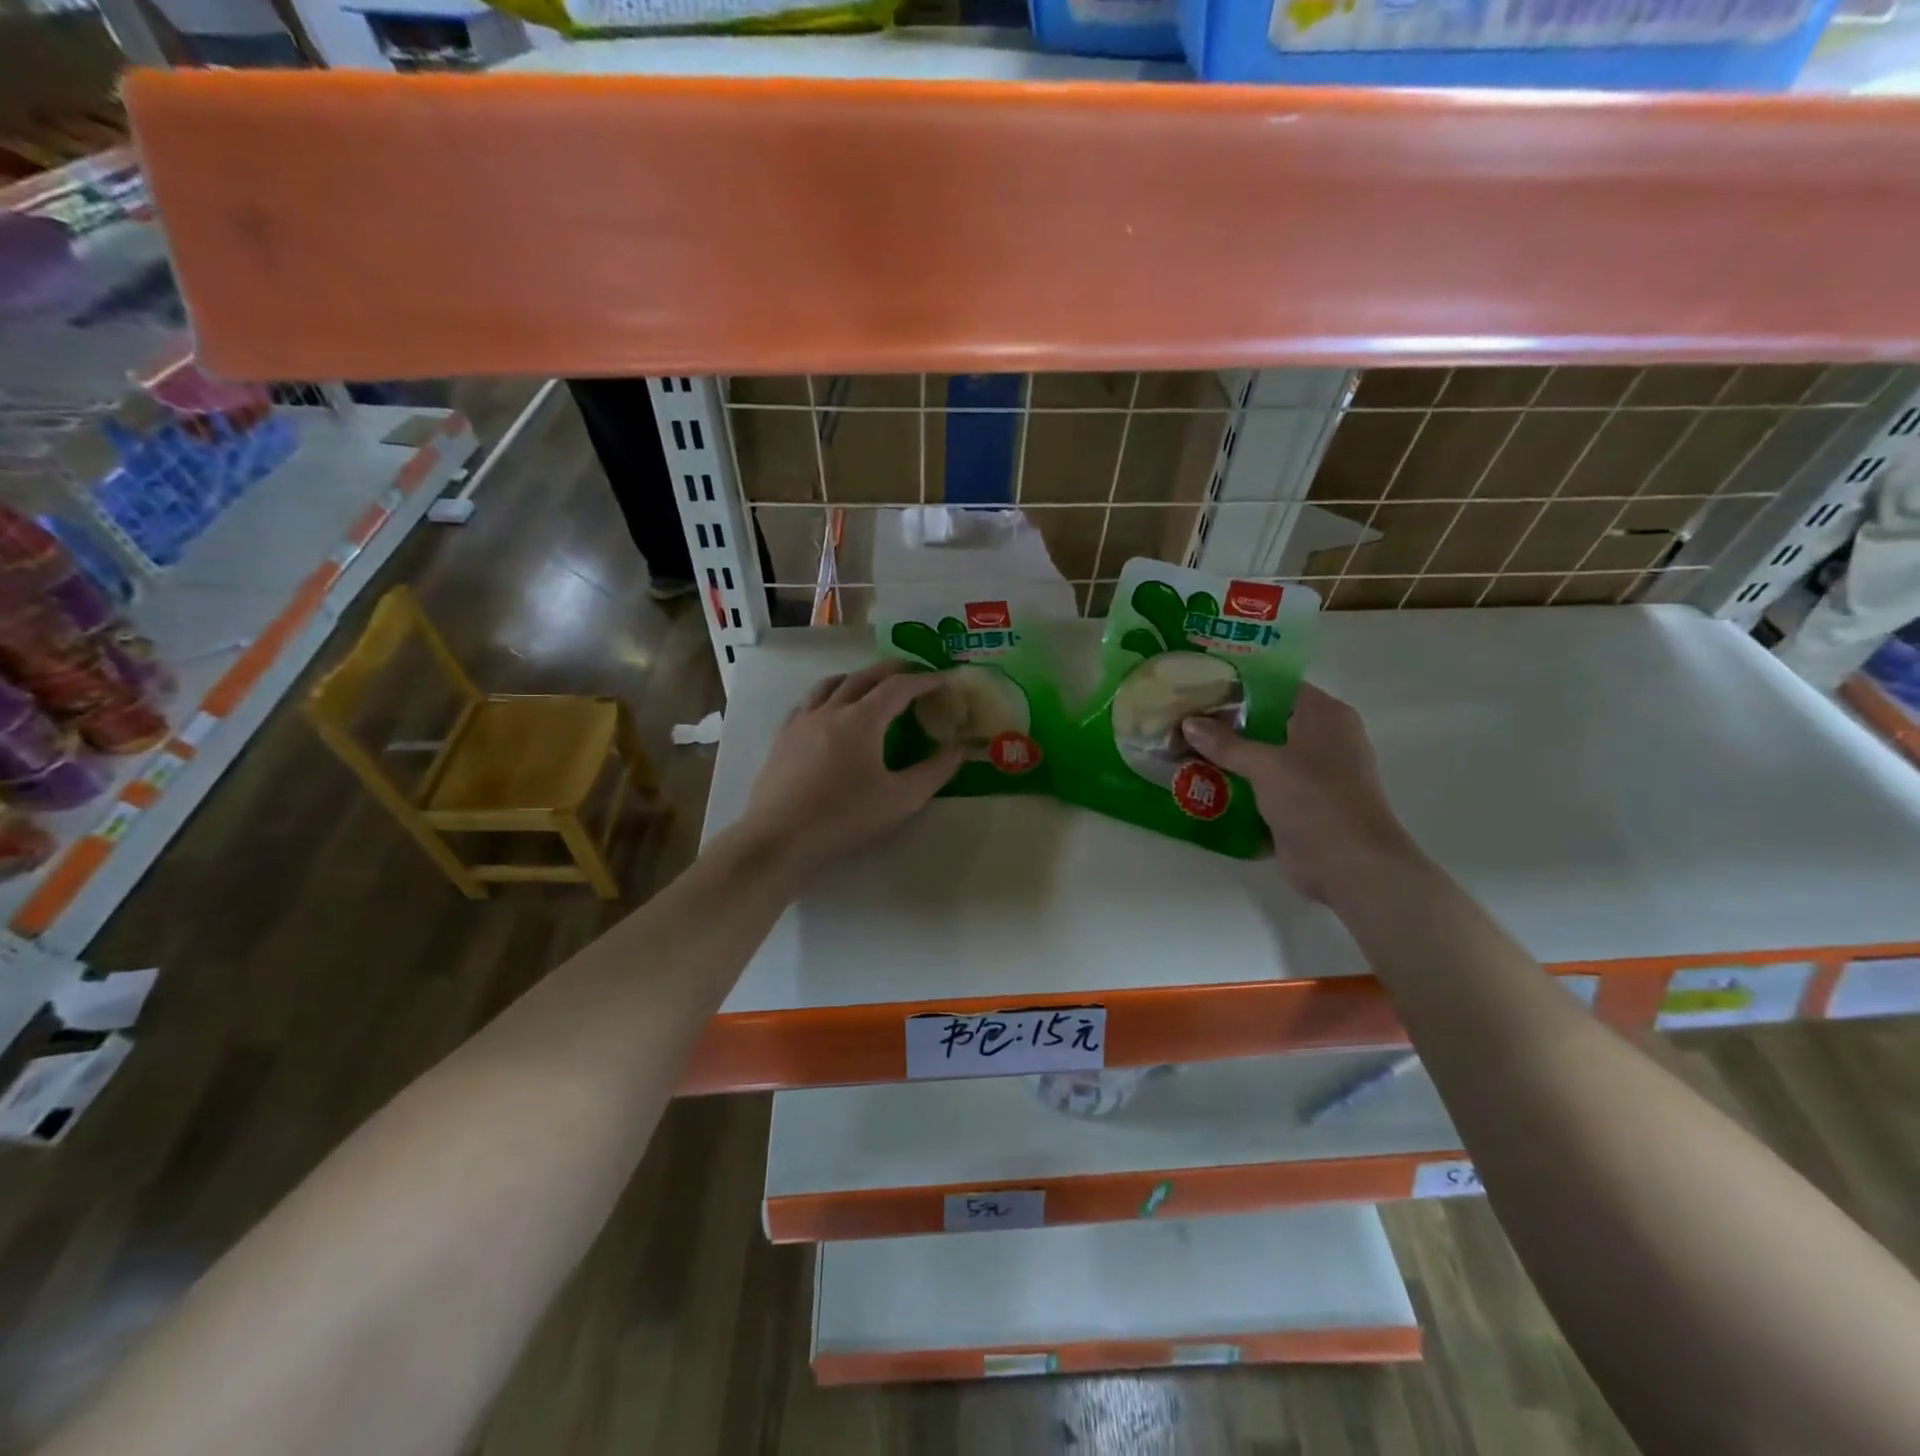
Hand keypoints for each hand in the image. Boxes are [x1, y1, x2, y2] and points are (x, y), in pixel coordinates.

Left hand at [736, 660, 962, 872]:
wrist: (779, 837)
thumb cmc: (844, 817)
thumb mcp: (901, 800)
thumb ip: (935, 771)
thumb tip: (958, 749)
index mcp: (862, 719)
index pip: (899, 687)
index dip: (925, 680)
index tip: (945, 679)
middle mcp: (831, 709)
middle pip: (865, 676)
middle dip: (894, 670)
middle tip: (915, 674)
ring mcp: (802, 720)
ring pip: (832, 683)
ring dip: (859, 676)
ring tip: (872, 684)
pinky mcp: (783, 736)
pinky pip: (808, 701)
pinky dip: (829, 694)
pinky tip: (830, 710)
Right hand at [1182, 683, 1424, 904]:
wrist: (1350, 867)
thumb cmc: (1316, 802)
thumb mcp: (1266, 766)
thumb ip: (1225, 743)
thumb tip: (1189, 723)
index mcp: (1325, 716)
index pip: (1276, 686)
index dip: (1237, 686)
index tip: (1198, 689)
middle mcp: (1322, 738)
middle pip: (1266, 720)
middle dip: (1225, 723)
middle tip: (1182, 720)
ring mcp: (1312, 773)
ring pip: (1262, 753)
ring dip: (1228, 755)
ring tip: (1183, 749)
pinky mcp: (1300, 803)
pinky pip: (1263, 784)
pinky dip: (1237, 782)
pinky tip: (1201, 781)